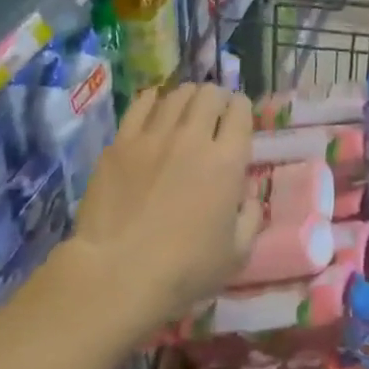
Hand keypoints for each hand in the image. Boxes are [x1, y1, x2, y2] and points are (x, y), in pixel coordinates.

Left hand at [70, 84, 259, 328]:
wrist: (118, 273)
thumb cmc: (185, 269)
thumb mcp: (237, 254)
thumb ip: (251, 219)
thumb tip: (249, 198)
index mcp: (228, 162)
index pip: (240, 113)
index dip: (242, 109)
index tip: (239, 117)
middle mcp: (193, 138)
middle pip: (209, 95)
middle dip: (216, 98)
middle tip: (214, 112)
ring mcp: (152, 137)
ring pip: (175, 96)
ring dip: (187, 97)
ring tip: (186, 107)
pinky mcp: (119, 144)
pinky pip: (140, 106)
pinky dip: (153, 100)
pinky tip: (154, 104)